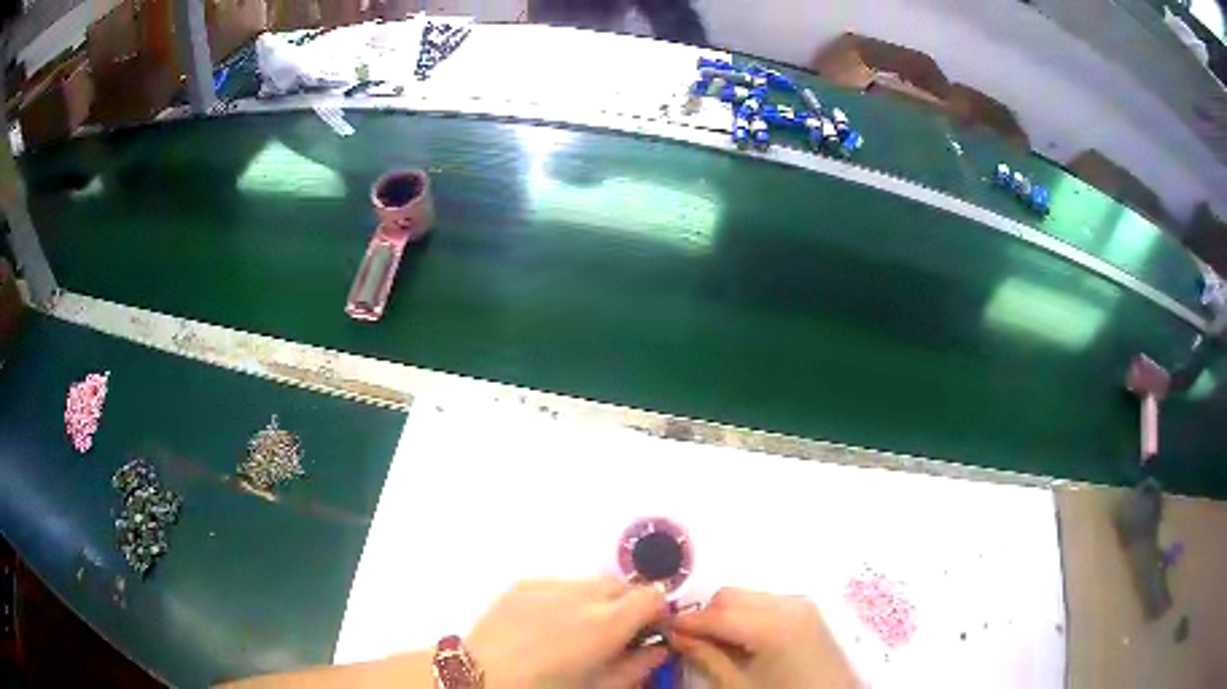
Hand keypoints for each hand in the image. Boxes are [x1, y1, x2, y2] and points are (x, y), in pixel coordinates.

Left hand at [466, 578, 669, 688]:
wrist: (478, 677)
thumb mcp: (599, 687)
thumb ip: (638, 666)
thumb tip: (659, 649)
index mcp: (605, 623)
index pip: (652, 595)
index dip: (658, 612)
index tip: (651, 630)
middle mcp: (580, 595)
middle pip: (622, 585)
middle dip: (627, 605)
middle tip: (615, 635)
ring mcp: (548, 585)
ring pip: (589, 583)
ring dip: (596, 601)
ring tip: (576, 631)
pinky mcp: (521, 585)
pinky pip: (557, 585)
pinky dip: (564, 600)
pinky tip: (547, 626)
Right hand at [671, 588, 857, 688]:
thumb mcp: (739, 686)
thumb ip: (707, 657)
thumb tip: (676, 635)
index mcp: (773, 624)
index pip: (715, 614)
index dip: (684, 622)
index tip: (661, 630)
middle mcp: (790, 604)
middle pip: (731, 597)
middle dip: (707, 617)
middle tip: (692, 644)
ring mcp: (803, 606)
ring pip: (748, 598)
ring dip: (727, 616)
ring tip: (718, 646)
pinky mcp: (809, 613)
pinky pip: (767, 604)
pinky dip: (748, 617)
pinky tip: (745, 643)